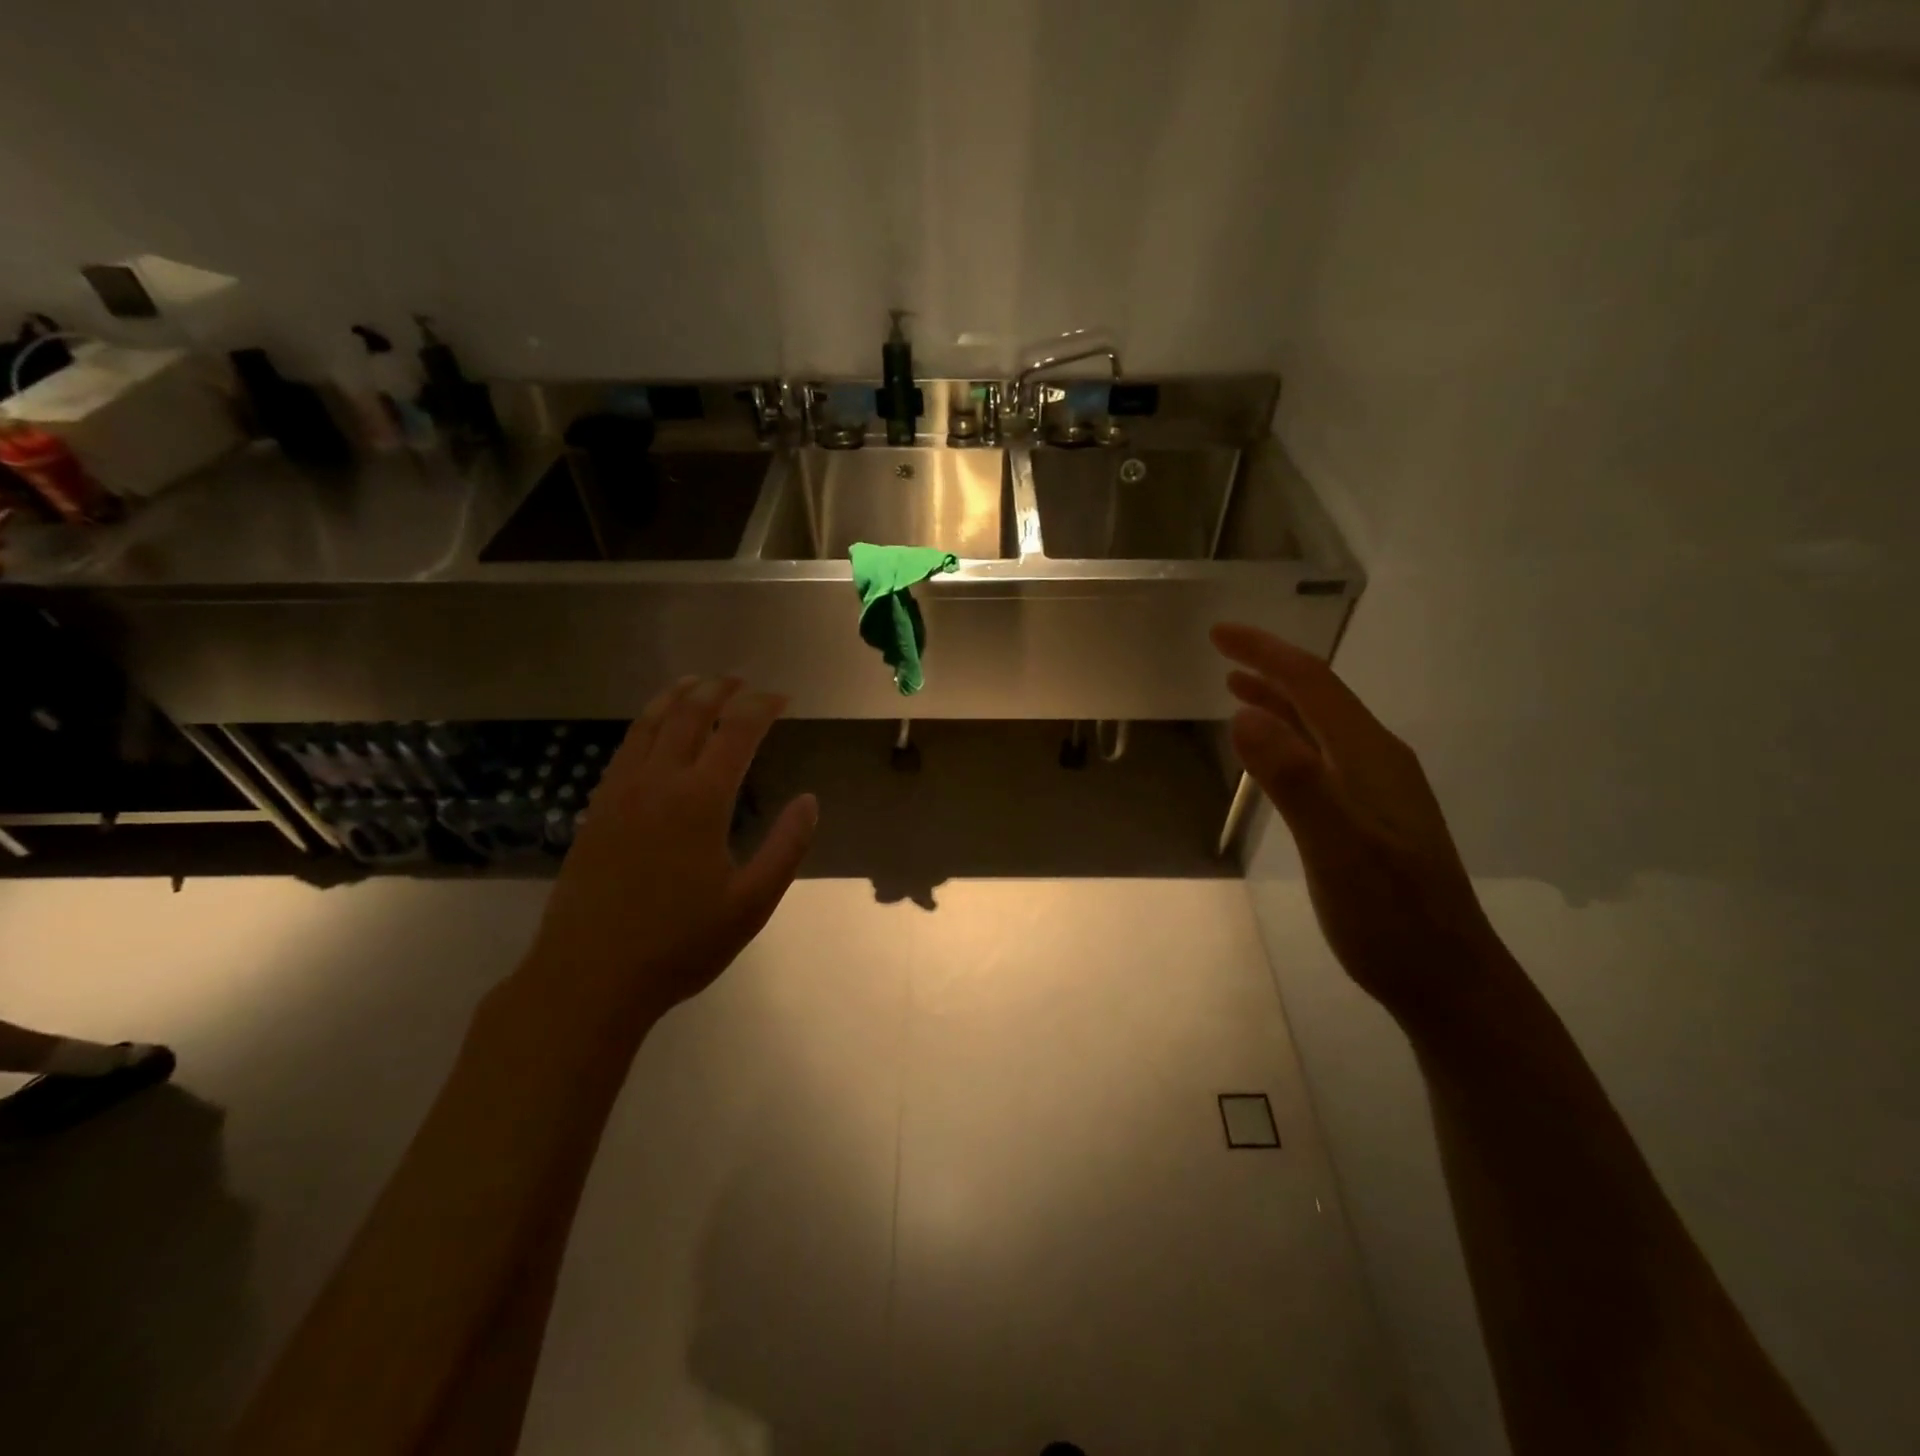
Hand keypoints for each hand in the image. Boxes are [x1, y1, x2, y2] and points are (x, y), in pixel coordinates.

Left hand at [524, 676, 817, 1029]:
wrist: (588, 977)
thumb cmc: (679, 944)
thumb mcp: (750, 904)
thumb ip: (786, 847)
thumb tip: (809, 800)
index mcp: (700, 800)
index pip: (736, 731)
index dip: (762, 706)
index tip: (782, 697)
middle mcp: (658, 783)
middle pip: (689, 715)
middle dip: (720, 689)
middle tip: (743, 680)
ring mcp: (620, 793)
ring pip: (650, 724)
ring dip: (678, 696)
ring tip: (698, 682)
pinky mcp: (597, 809)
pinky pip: (625, 748)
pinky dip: (646, 723)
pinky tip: (654, 728)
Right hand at [1212, 623, 1500, 1019]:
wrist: (1449, 981)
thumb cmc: (1390, 918)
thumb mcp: (1337, 850)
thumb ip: (1295, 781)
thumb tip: (1244, 715)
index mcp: (1370, 757)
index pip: (1313, 685)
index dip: (1266, 653)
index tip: (1219, 633)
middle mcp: (1378, 761)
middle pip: (1320, 697)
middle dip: (1271, 666)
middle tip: (1222, 649)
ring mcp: (1379, 790)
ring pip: (1322, 726)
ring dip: (1280, 699)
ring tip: (1237, 685)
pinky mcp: (1372, 816)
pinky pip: (1324, 756)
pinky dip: (1291, 737)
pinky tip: (1276, 751)